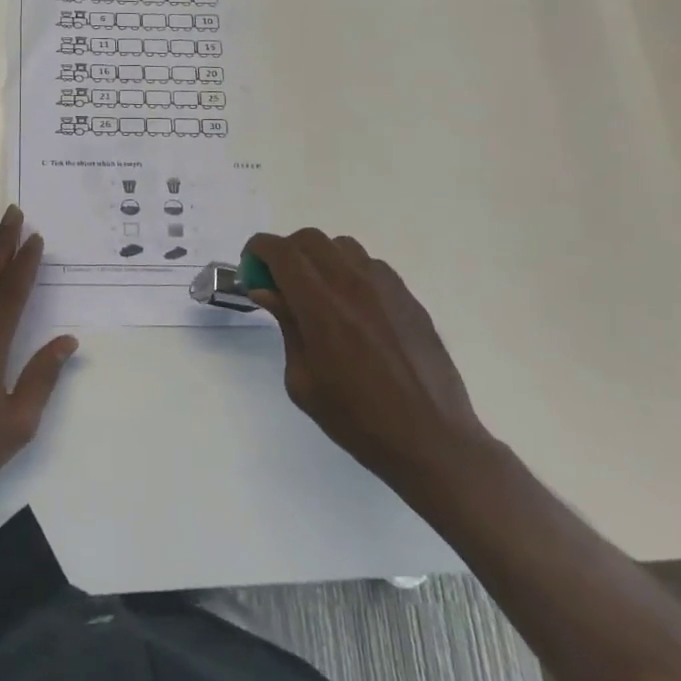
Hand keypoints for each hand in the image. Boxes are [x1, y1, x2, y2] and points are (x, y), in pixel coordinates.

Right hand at [245, 228, 487, 494]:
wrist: (431, 440)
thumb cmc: (356, 418)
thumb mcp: (303, 381)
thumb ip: (286, 326)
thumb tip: (267, 291)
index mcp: (320, 306)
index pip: (281, 252)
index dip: (258, 250)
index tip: (250, 268)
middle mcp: (352, 285)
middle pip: (310, 239)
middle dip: (286, 252)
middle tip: (279, 283)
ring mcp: (386, 288)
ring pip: (342, 247)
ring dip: (319, 258)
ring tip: (317, 292)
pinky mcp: (409, 298)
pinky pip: (371, 266)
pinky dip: (350, 272)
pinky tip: (352, 307)